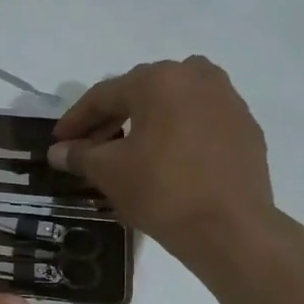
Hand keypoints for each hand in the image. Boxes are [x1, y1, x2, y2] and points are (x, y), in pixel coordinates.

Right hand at [47, 57, 279, 272]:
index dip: (76, 120)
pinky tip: (166, 160)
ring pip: (173, 104)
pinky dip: (177, 134)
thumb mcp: (110, 173)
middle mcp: (196, 76)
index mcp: (159, 80)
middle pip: (141, 93)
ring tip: (128, 150)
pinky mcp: (245, 127)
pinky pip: (199, 121)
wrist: (229, 227)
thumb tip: (58, 151)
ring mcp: (227, 99)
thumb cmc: (162, 191)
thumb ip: (80, 155)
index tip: (58, 141)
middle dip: (111, 119)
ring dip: (146, 122)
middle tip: (89, 146)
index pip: (104, 95)